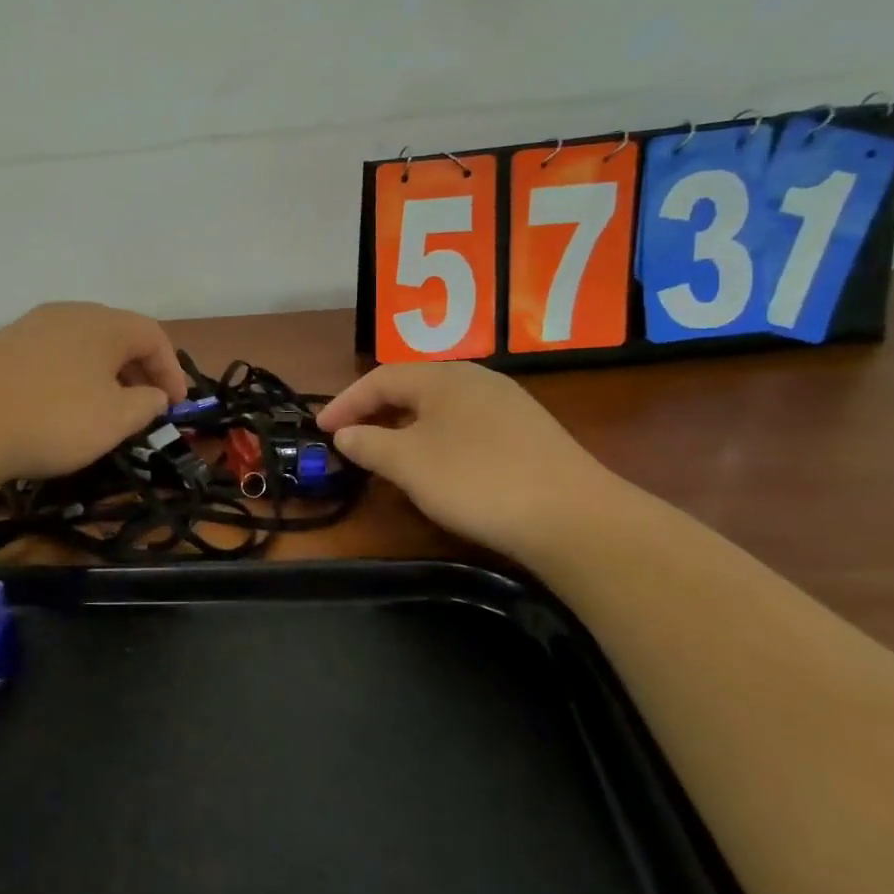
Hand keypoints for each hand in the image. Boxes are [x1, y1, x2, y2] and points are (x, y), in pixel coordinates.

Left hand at [0, 303, 190, 483]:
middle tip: (146, 407)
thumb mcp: (115, 420)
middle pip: (117, 335)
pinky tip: (63, 406)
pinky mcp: (3, 346)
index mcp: (103, 323)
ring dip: (105, 374)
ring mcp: (31, 326)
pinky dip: (72, 376)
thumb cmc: (54, 419)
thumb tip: (155, 395)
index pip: (153, 335)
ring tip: (106, 409)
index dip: (172, 370)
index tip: (176, 407)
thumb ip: (146, 404)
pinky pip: (53, 355)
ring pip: (84, 345)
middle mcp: (69, 313)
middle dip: (139, 371)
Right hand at [316, 363, 625, 563]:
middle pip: (412, 386)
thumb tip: (345, 434)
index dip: (346, 402)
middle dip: (375, 410)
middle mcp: (475, 378)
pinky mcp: (528, 432)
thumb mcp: (408, 464)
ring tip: (387, 450)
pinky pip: (465, 422)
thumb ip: (369, 444)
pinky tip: (438, 463)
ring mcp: (507, 404)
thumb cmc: (475, 481)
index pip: (380, 378)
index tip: (320, 429)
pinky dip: (436, 436)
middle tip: (349, 436)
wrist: (572, 516)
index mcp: (442, 377)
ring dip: (405, 423)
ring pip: (440, 405)